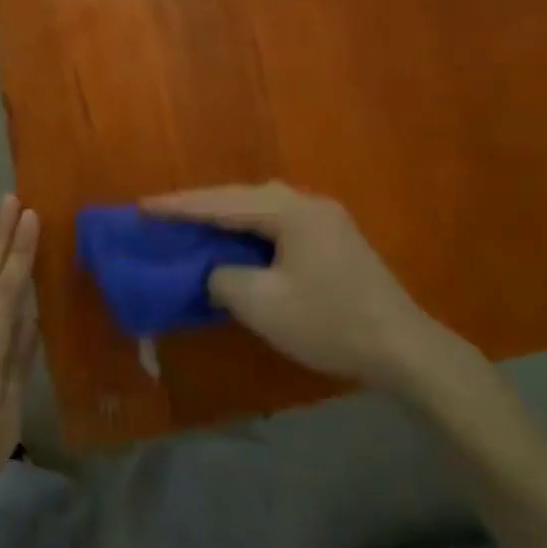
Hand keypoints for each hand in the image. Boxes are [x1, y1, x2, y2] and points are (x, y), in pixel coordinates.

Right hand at [142, 182, 479, 396]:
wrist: (405, 349)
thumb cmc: (330, 323)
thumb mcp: (263, 305)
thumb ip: (224, 278)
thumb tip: (213, 270)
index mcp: (290, 211)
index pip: (222, 204)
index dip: (179, 207)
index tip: (141, 206)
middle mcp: (307, 203)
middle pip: (241, 197)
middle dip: (200, 205)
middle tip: (161, 214)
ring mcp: (324, 219)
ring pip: (260, 208)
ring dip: (224, 216)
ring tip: (191, 223)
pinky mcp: (333, 239)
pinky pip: (277, 223)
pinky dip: (248, 230)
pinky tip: (234, 241)